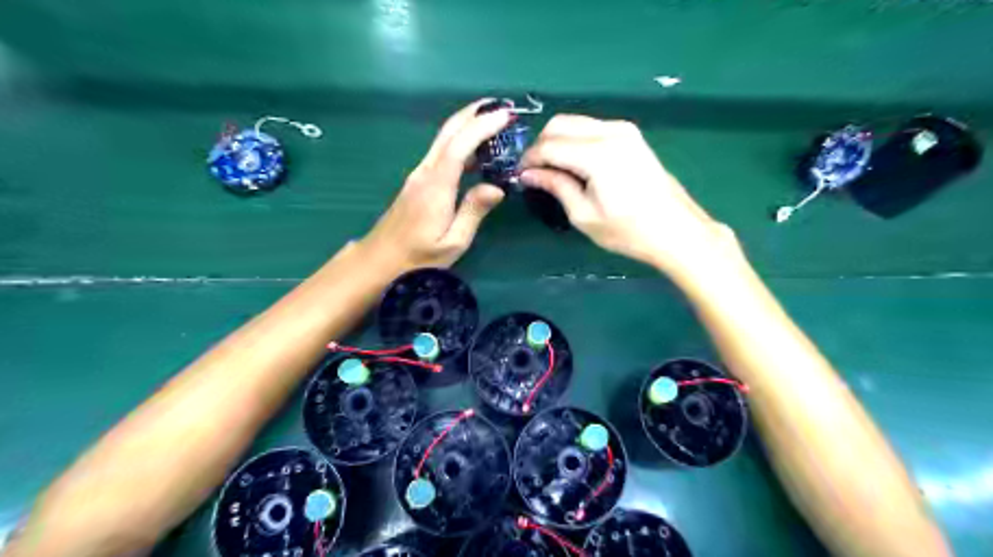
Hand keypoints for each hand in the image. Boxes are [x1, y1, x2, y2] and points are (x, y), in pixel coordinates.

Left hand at [358, 99, 511, 273]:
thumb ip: (474, 212)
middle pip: (448, 132)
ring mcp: (419, 175)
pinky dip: (461, 142)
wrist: (378, 261)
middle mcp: (425, 172)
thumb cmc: (417, 259)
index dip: (482, 126)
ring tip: (495, 123)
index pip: (460, 145)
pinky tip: (477, 151)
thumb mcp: (453, 243)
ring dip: (468, 125)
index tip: (506, 115)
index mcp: (436, 186)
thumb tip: (497, 187)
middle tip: (503, 108)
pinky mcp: (418, 182)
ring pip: (444, 139)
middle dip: (475, 114)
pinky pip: (442, 153)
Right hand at [521, 115, 736, 274]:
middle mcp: (611, 132)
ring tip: (553, 169)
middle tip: (534, 172)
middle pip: (560, 124)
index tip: (520, 175)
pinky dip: (576, 140)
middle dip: (541, 145)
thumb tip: (528, 174)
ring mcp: (624, 130)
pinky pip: (592, 128)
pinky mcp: (632, 135)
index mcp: (597, 154)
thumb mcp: (584, 215)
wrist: (676, 231)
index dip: (529, 159)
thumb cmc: (628, 231)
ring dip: (558, 141)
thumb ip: (555, 186)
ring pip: (576, 122)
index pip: (549, 145)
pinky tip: (575, 163)